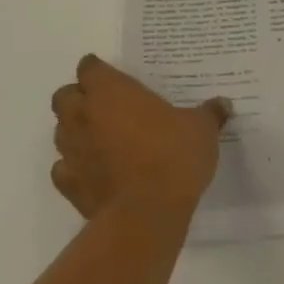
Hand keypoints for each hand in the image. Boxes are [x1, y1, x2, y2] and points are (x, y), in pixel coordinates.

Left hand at [49, 55, 228, 220]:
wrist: (146, 215)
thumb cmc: (173, 156)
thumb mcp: (202, 129)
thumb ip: (209, 114)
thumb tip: (223, 104)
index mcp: (112, 92)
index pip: (90, 68)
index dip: (97, 69)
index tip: (110, 75)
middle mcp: (84, 116)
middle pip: (64, 96)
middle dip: (78, 97)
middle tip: (103, 104)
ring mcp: (72, 152)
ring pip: (61, 131)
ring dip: (75, 130)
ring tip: (100, 137)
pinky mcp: (69, 186)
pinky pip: (63, 168)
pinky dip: (74, 167)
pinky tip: (94, 171)